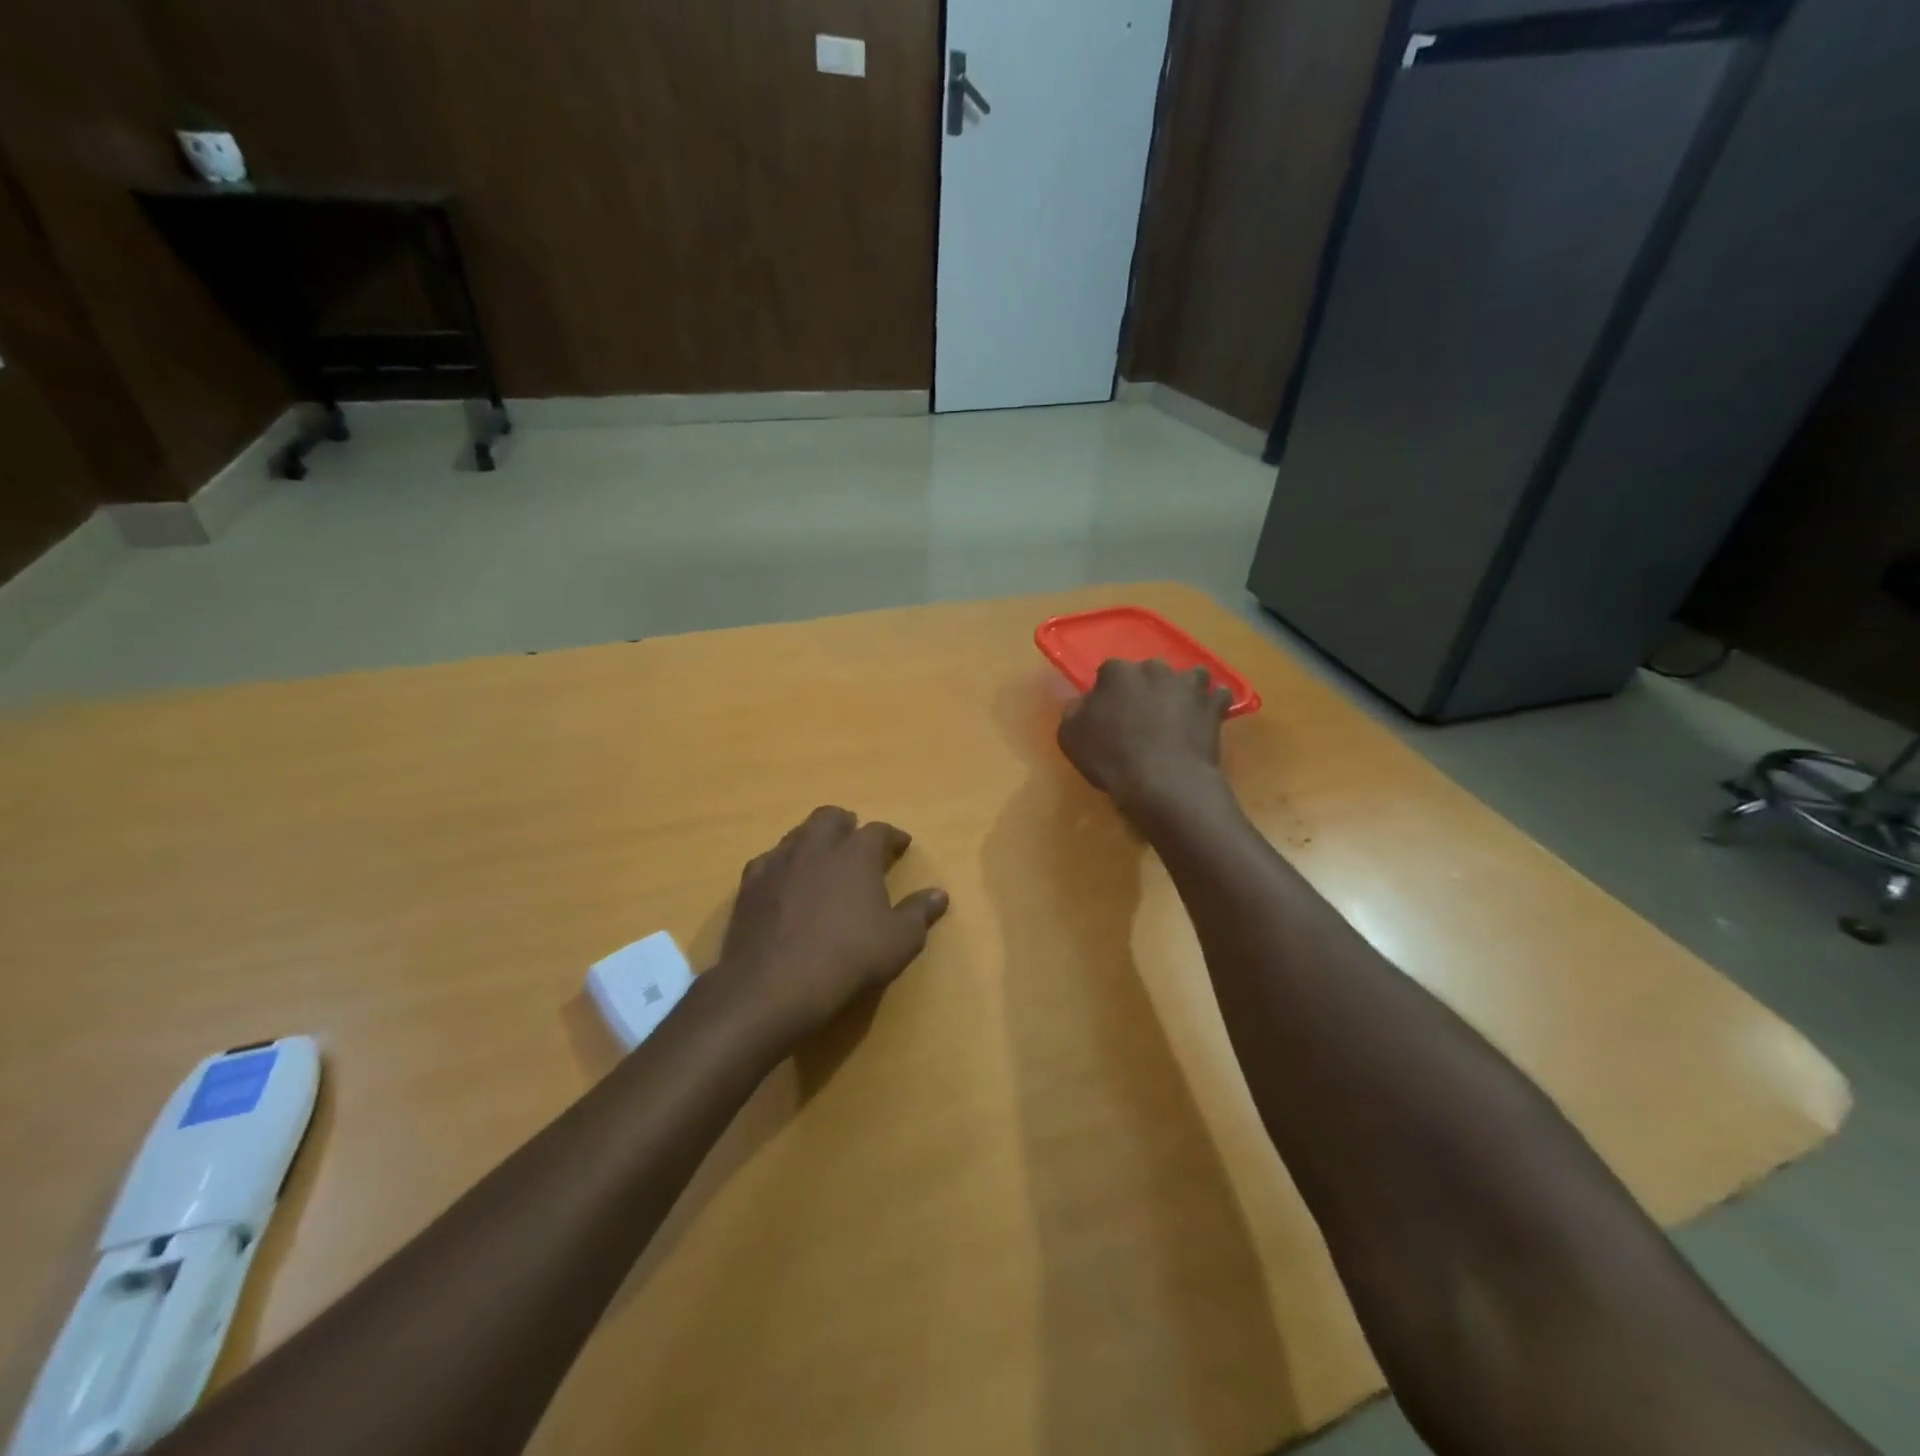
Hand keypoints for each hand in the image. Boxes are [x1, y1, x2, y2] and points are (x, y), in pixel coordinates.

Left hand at [716, 806, 948, 1042]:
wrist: (773, 985)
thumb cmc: (848, 958)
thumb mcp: (899, 941)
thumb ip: (919, 913)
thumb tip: (939, 894)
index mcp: (857, 853)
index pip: (879, 831)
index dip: (892, 836)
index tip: (901, 845)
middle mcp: (816, 846)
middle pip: (830, 818)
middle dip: (846, 824)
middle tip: (855, 840)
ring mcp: (779, 862)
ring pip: (797, 834)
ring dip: (813, 840)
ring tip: (822, 859)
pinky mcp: (749, 884)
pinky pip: (769, 860)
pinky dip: (783, 865)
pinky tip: (785, 883)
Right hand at [1057, 659, 1232, 820]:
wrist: (1163, 782)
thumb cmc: (1111, 758)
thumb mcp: (1070, 737)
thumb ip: (1074, 712)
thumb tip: (1083, 703)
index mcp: (1116, 673)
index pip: (1109, 673)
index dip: (1109, 693)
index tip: (1108, 713)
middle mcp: (1154, 669)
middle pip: (1149, 672)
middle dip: (1146, 689)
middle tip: (1142, 717)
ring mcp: (1188, 685)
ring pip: (1188, 677)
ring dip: (1183, 690)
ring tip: (1178, 714)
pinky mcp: (1213, 705)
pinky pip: (1217, 697)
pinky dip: (1212, 706)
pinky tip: (1205, 720)